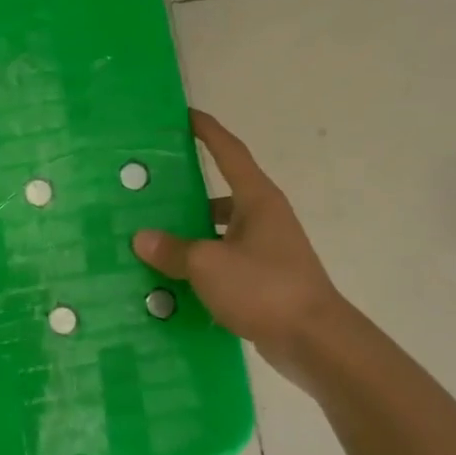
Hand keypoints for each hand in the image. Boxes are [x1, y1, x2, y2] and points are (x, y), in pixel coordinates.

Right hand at [133, 110, 347, 376]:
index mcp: (257, 200)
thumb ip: (173, 250)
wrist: (314, 340)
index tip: (185, 114)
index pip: (229, 153)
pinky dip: (199, 265)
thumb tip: (142, 238)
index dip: (207, 131)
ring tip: (150, 240)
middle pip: (219, 194)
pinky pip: (222, 261)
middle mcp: (263, 218)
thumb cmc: (264, 288)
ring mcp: (265, 250)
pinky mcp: (262, 279)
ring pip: (218, 231)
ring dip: (189, 234)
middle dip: (186, 192)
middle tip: (148, 190)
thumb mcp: (209, 265)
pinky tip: (171, 279)